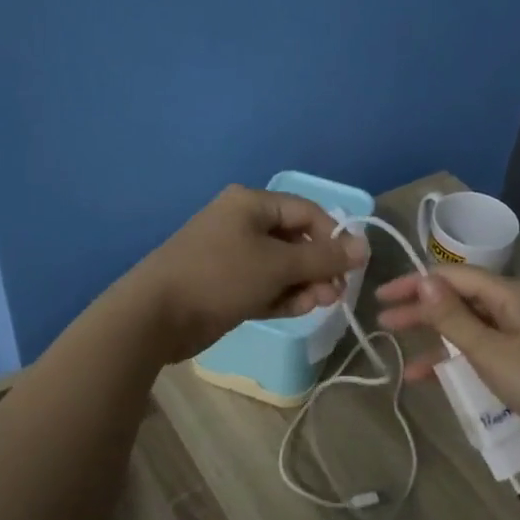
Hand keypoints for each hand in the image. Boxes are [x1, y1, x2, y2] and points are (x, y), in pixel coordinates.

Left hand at [122, 185, 368, 364]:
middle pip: (295, 240)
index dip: (333, 237)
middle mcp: (242, 223)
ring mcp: (231, 255)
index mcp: (251, 204)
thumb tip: (364, 247)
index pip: (307, 212)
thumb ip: (323, 258)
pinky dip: (281, 295)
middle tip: (334, 293)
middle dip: (318, 267)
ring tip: (317, 305)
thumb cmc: (219, 276)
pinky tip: (297, 310)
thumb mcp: (277, 266)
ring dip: (303, 284)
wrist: (155, 316)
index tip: (351, 267)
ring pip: (280, 266)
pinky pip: (263, 284)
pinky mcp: (225, 284)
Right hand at [375, 265, 519, 456]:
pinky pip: (482, 348)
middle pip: (459, 299)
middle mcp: (514, 305)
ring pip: (468, 326)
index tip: (381, 296)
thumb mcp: (490, 350)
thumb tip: (423, 280)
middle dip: (420, 309)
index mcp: (508, 293)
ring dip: (435, 336)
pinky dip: (457, 358)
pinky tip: (432, 376)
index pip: (452, 276)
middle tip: (383, 320)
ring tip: (399, 349)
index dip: (415, 283)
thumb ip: (453, 317)